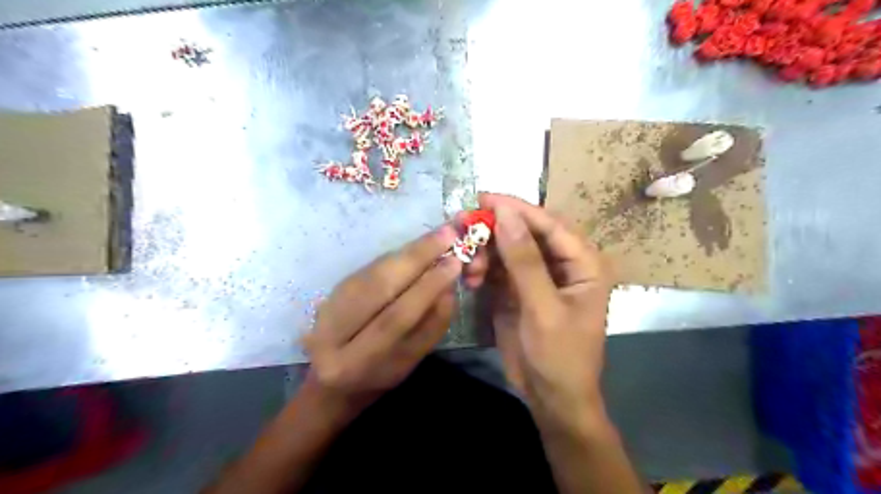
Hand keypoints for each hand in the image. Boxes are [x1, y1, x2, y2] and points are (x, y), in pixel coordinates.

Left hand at [302, 225, 460, 416]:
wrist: (335, 375)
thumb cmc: (379, 374)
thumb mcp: (410, 360)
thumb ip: (431, 326)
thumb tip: (449, 284)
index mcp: (353, 362)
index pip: (395, 317)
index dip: (426, 288)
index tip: (454, 263)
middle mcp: (331, 332)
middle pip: (379, 286)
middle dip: (417, 257)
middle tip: (447, 235)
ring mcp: (328, 305)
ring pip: (373, 271)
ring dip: (409, 251)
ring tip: (437, 236)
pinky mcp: (332, 289)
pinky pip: (370, 267)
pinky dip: (398, 256)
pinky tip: (417, 248)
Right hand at [467, 195, 614, 426]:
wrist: (551, 398)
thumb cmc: (559, 355)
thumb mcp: (543, 308)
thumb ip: (525, 260)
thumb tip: (505, 214)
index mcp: (583, 263)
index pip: (549, 224)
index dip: (517, 208)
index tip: (483, 197)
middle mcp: (561, 263)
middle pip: (527, 232)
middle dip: (496, 229)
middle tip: (464, 224)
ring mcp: (537, 276)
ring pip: (508, 248)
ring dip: (486, 251)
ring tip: (469, 266)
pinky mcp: (517, 289)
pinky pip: (498, 268)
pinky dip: (482, 269)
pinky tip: (471, 278)